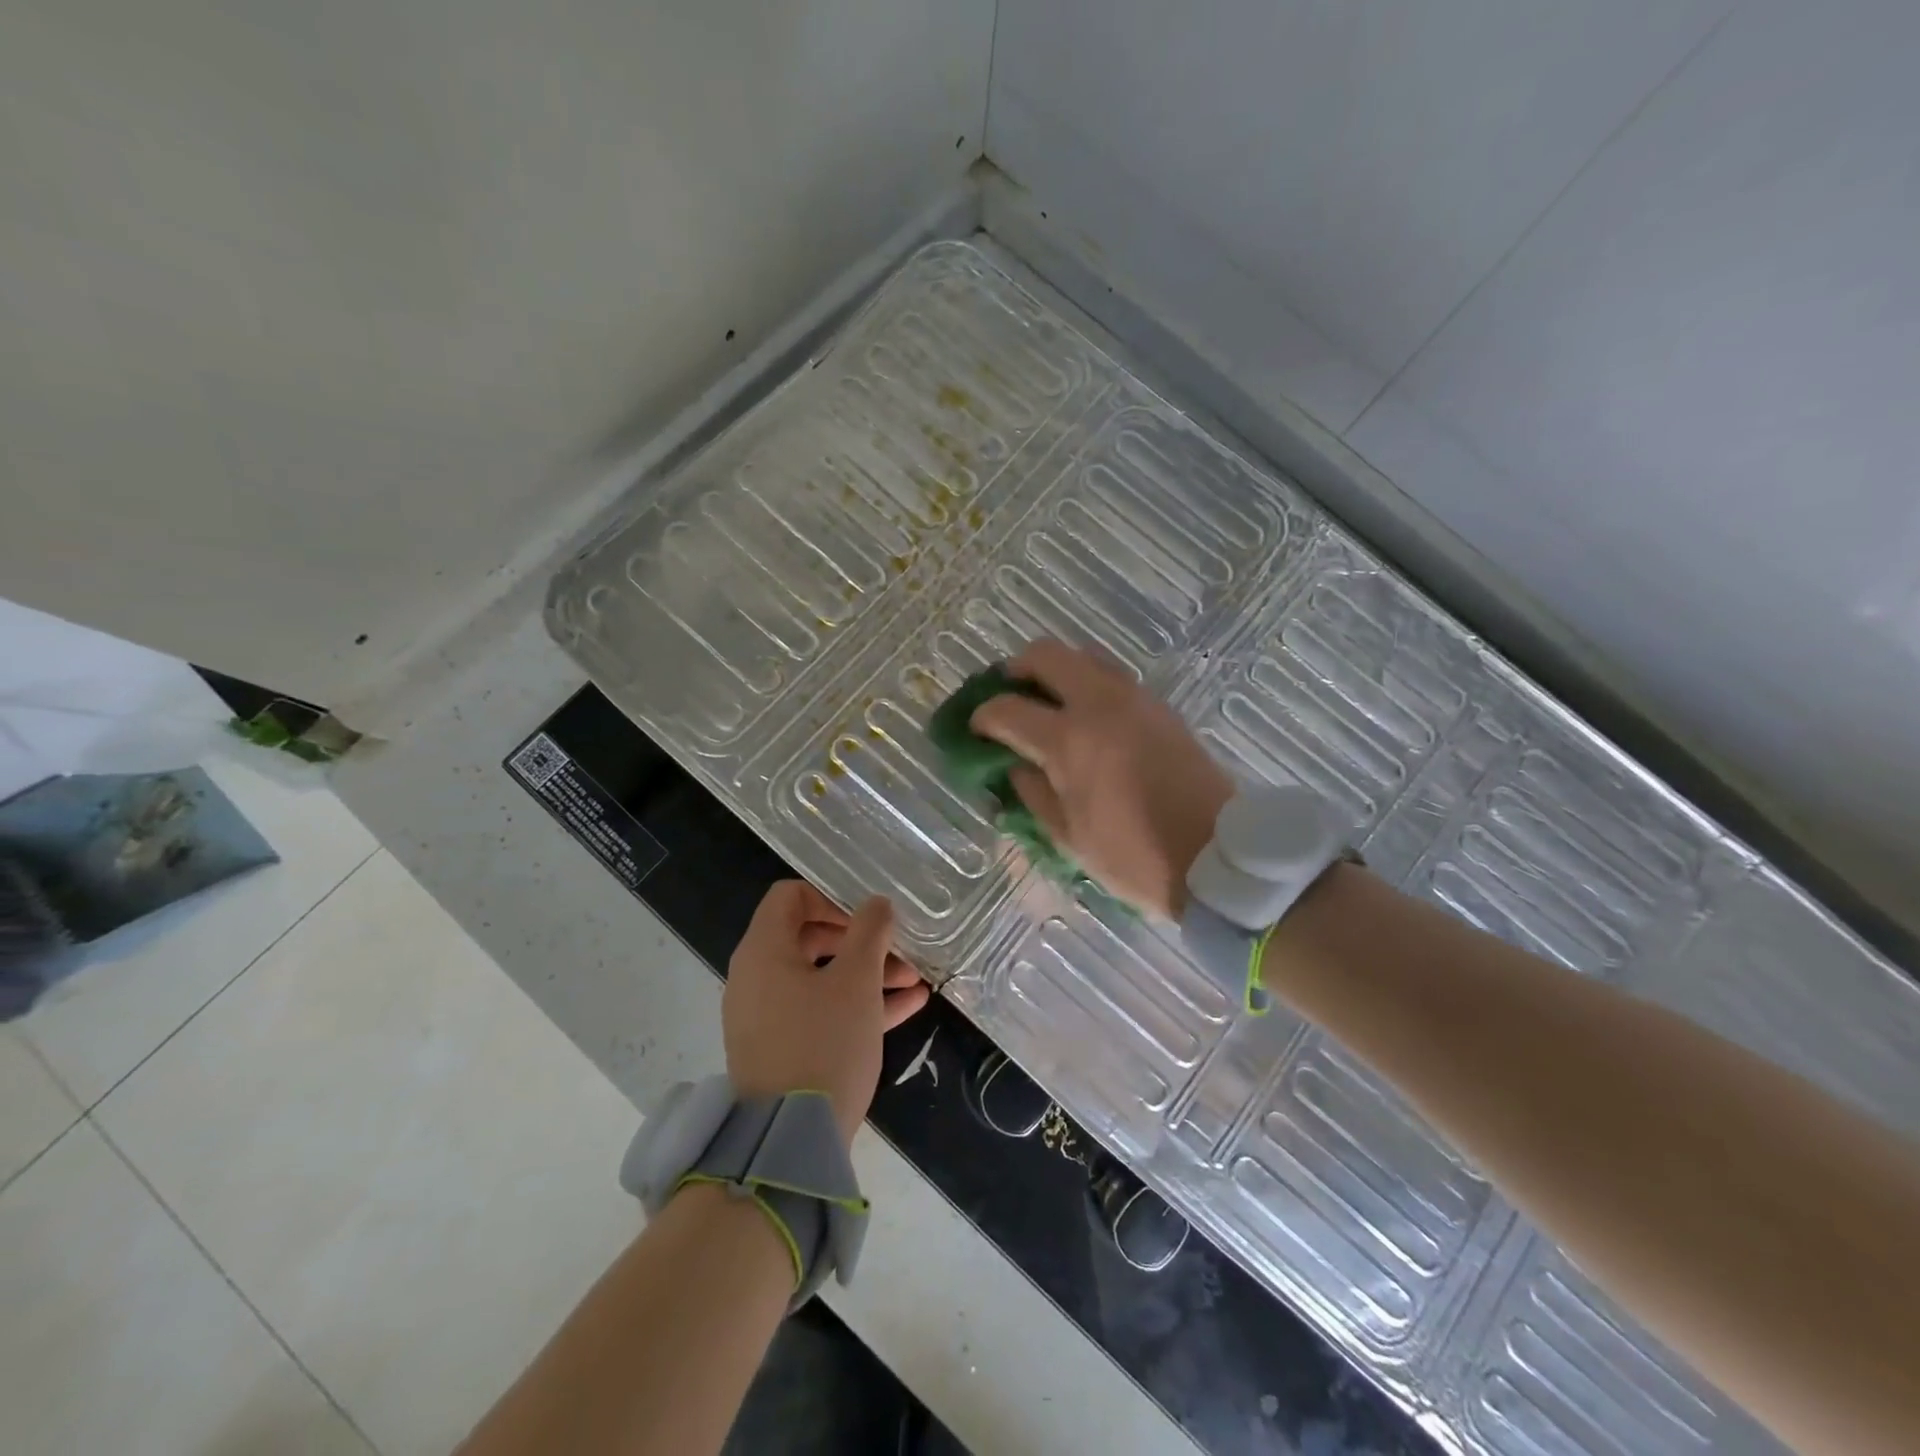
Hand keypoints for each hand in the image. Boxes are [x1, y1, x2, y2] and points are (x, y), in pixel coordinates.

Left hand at [724, 882, 929, 1146]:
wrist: (789, 1143)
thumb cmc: (823, 1044)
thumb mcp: (856, 982)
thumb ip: (869, 933)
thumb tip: (877, 904)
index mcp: (764, 952)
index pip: (789, 897)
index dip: (830, 897)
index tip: (866, 917)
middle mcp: (757, 978)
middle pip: (809, 937)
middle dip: (861, 941)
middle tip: (898, 951)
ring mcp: (767, 1016)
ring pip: (821, 978)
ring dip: (868, 974)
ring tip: (915, 982)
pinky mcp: (780, 1048)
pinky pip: (819, 1011)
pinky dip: (856, 1005)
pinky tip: (907, 1008)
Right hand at [969, 640, 1232, 918]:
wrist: (1216, 854)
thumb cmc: (1133, 856)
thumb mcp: (1067, 836)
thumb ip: (1032, 792)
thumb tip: (1014, 764)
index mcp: (1069, 740)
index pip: (1007, 709)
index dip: (982, 716)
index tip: (975, 729)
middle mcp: (1099, 704)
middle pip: (1046, 655)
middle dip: (1016, 669)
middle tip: (1008, 695)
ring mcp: (1134, 699)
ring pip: (1084, 656)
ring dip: (1056, 671)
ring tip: (1046, 703)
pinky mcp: (1160, 706)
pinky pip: (1112, 676)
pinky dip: (1087, 683)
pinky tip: (1085, 717)